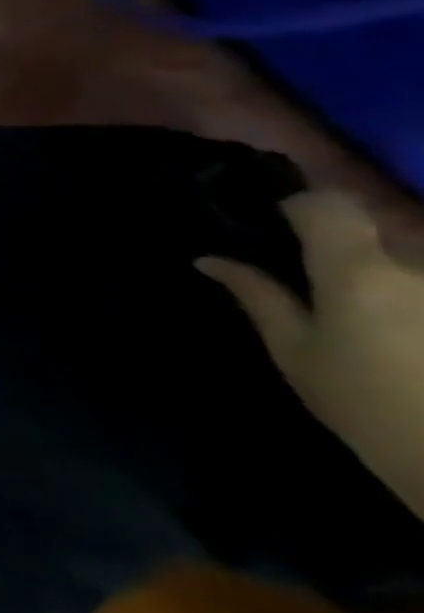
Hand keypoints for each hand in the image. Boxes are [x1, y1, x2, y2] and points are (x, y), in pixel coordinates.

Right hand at [197, 190, 423, 519]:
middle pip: (377, 221)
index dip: (301, 205)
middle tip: (322, 260)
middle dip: (348, 232)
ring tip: (362, 295)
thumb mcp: (298, 354)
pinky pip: (419, 277)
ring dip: (386, 259)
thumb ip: (258, 297)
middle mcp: (415, 265)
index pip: (325, 204)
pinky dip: (407, 284)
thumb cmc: (368, 408)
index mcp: (357, 270)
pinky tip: (396, 314)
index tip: (282, 221)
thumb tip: (210, 259)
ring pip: (410, 250)